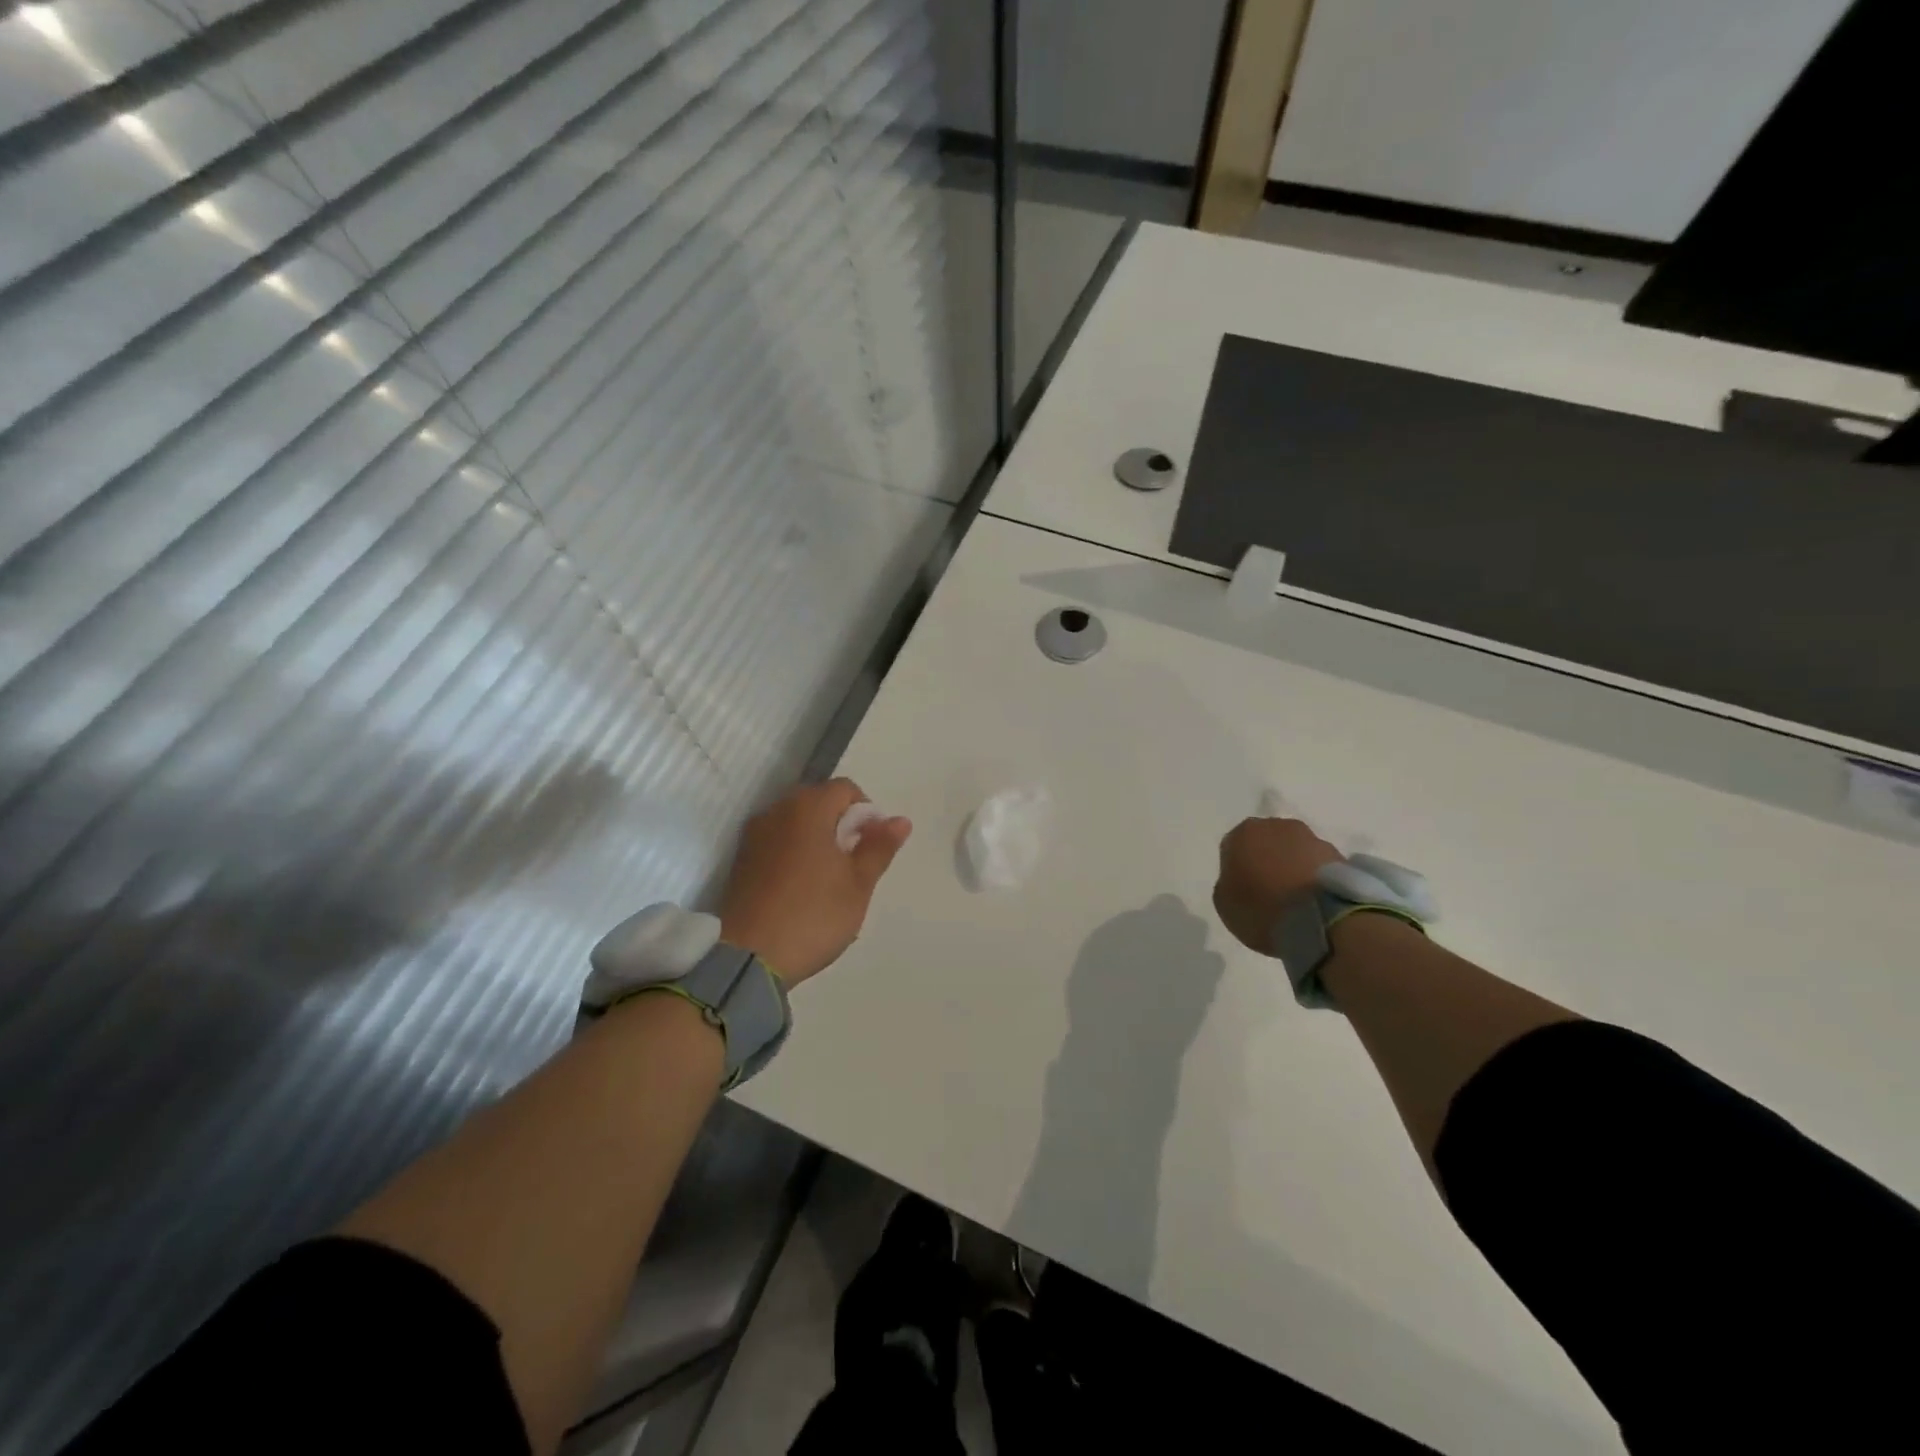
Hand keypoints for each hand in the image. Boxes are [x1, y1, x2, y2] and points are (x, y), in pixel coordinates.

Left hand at [718, 779, 911, 984]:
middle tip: (853, 864)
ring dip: (816, 838)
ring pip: (795, 822)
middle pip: (818, 801)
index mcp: (808, 808)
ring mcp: (754, 835)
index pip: (845, 789)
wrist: (748, 958)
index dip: (866, 812)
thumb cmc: (813, 915)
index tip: (872, 847)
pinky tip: (801, 888)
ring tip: (828, 879)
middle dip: (841, 824)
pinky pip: (776, 842)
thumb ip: (879, 847)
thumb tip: (900, 820)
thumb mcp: (858, 884)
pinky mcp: (741, 860)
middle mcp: (777, 811)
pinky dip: (793, 853)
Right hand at [1212, 816, 1342, 956]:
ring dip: (1293, 868)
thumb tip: (1241, 880)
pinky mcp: (1339, 856)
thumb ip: (1228, 884)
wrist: (1321, 920)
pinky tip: (1314, 902)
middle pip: (1266, 843)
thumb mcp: (1224, 904)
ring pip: (1295, 852)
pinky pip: (1318, 866)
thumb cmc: (1262, 909)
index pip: (1233, 847)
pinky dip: (1314, 879)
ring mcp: (1312, 838)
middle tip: (1268, 892)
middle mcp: (1277, 826)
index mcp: (1243, 833)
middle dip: (1266, 862)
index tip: (1242, 891)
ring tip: (1296, 900)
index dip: (1237, 870)